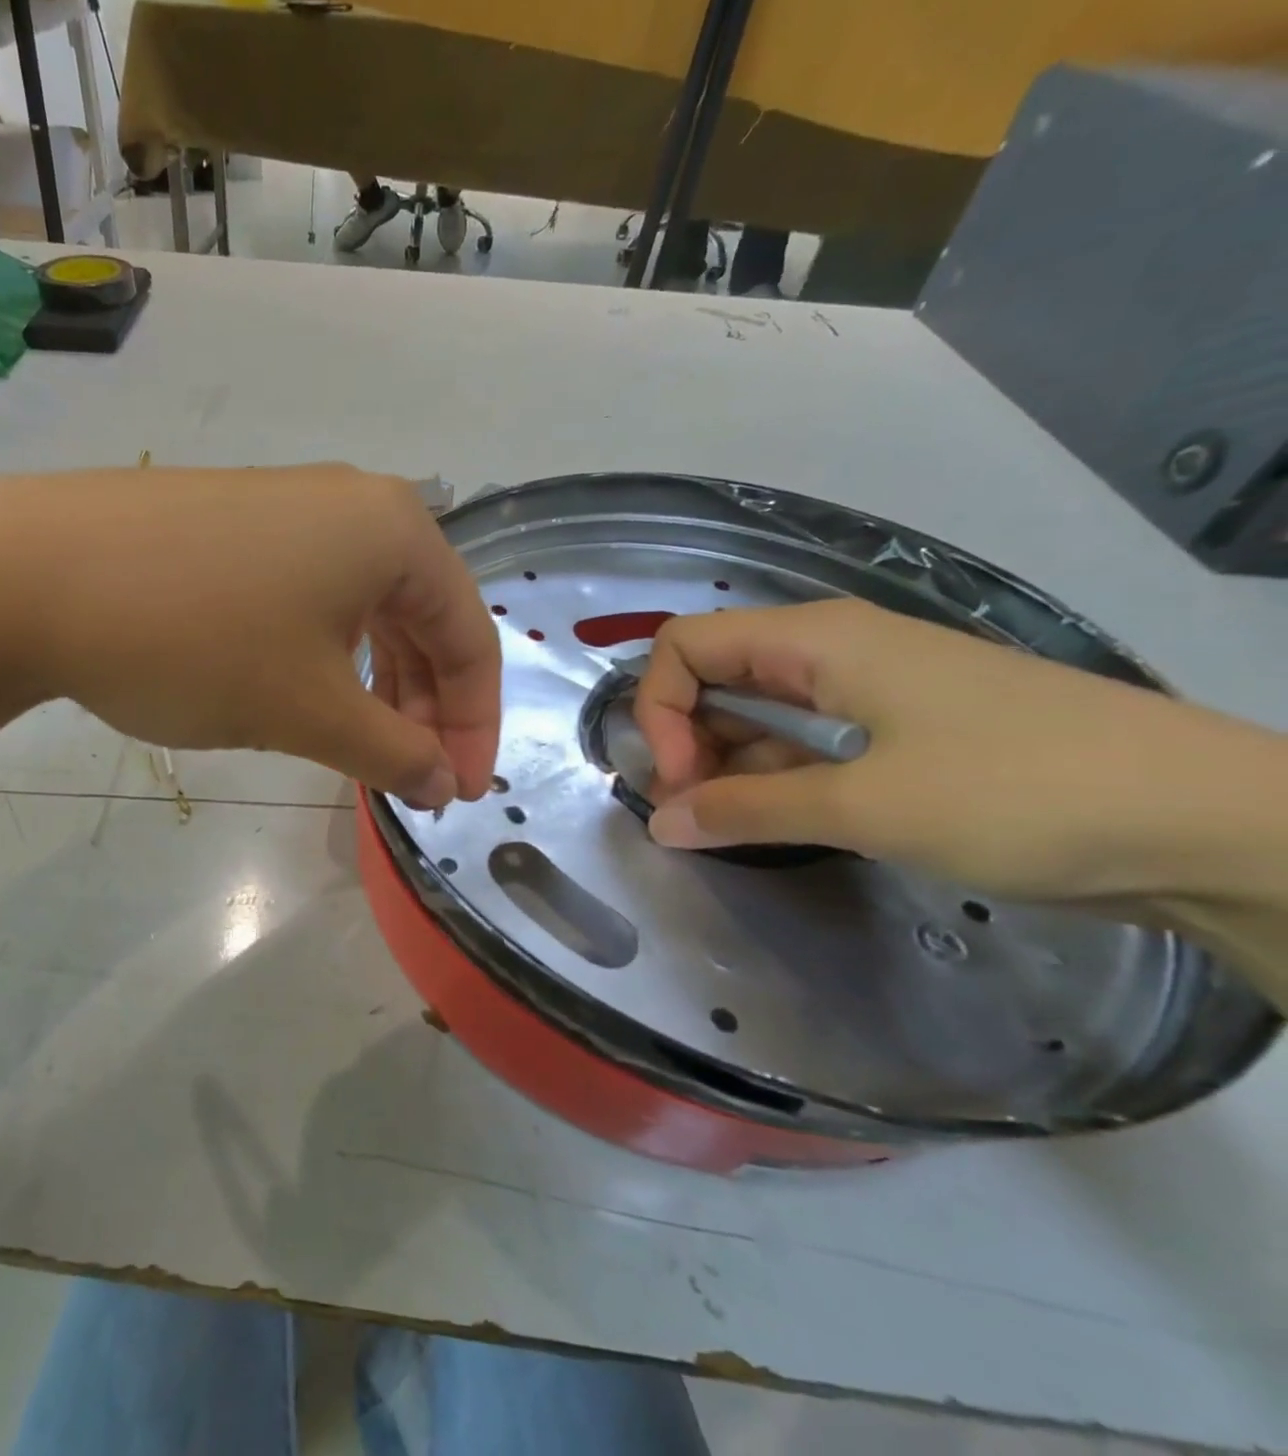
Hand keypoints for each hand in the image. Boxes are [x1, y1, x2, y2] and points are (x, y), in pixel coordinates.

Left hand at [0, 465, 500, 804]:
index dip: (475, 725)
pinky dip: (327, 656)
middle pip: (421, 619)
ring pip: (364, 610)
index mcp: (394, 532)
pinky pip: (311, 597)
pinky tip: (305, 692)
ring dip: (377, 685)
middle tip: (412, 775)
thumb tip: (443, 784)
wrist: (27, 575)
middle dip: (426, 706)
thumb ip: (393, 752)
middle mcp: (352, 505)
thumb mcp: (309, 711)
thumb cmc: (196, 641)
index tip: (458, 794)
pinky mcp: (235, 525)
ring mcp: (288, 508)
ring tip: (363, 746)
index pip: (470, 637)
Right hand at [633, 599, 1287, 912]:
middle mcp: (833, 650)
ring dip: (725, 761)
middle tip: (692, 810)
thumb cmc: (1022, 793)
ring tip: (722, 824)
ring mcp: (870, 689)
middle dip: (685, 737)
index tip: (678, 779)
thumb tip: (659, 824)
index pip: (686, 645)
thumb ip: (748, 810)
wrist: (1216, 826)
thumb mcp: (866, 806)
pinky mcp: (901, 730)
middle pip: (716, 674)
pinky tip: (768, 819)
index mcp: (817, 640)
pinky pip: (805, 739)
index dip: (661, 708)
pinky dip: (772, 775)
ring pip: (759, 710)